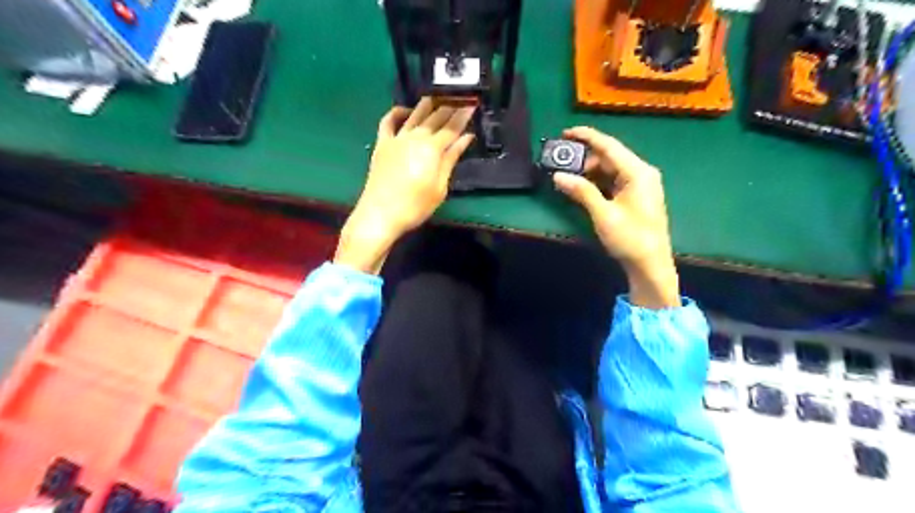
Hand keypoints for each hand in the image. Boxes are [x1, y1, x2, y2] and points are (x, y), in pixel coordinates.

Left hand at [335, 99, 479, 273]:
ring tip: (437, 98)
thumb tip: (465, 138)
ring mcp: (397, 138)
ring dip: (427, 105)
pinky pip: (388, 121)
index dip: (464, 115)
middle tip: (459, 99)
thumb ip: (451, 159)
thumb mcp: (440, 187)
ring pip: (414, 115)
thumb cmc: (415, 206)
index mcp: (432, 148)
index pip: (452, 128)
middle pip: (435, 118)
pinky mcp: (382, 144)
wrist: (380, 214)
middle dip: (449, 108)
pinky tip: (405, 110)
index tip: (472, 104)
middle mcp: (415, 137)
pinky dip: (397, 112)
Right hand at [550, 127, 678, 307]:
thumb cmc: (630, 238)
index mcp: (638, 172)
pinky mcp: (636, 196)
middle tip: (562, 166)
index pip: (609, 146)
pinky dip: (597, 182)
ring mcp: (640, 185)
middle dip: (585, 159)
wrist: (650, 264)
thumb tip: (558, 176)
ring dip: (590, 172)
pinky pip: (614, 181)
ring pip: (610, 169)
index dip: (587, 137)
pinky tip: (583, 188)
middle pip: (609, 157)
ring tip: (569, 179)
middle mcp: (641, 173)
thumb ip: (581, 191)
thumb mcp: (603, 214)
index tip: (566, 132)